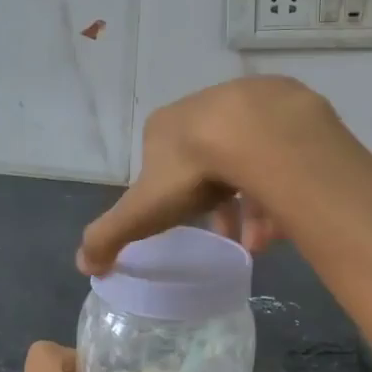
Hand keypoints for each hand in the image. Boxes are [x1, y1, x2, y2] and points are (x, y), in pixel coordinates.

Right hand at [77, 77, 335, 274]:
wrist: (255, 132)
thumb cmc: (191, 171)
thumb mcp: (142, 211)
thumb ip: (110, 236)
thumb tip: (84, 266)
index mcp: (165, 127)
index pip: (162, 164)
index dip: (171, 198)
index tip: (187, 226)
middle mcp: (204, 108)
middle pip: (208, 164)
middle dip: (217, 206)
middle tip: (229, 238)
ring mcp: (247, 105)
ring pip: (248, 162)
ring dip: (252, 205)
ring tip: (260, 243)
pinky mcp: (287, 109)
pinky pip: (281, 156)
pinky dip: (281, 189)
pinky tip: (285, 222)